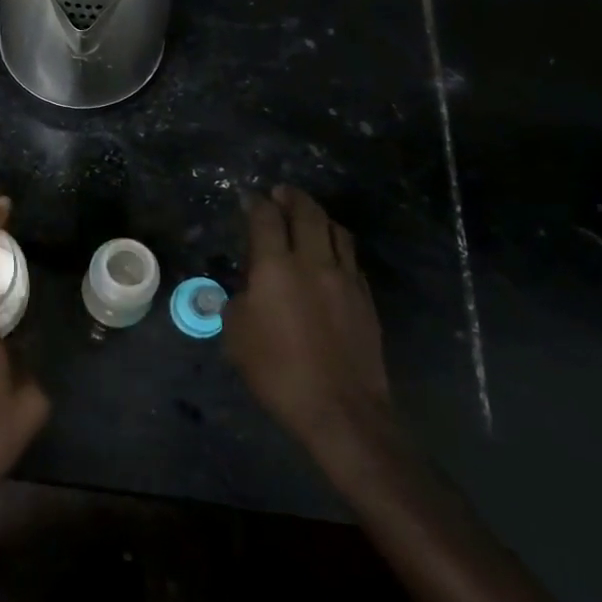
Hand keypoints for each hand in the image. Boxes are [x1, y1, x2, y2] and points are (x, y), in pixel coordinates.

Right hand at [226, 186, 392, 469]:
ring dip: (319, 216)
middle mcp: (312, 262)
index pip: (265, 219)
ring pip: (336, 231)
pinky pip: (351, 258)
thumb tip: (248, 286)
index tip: (250, 198)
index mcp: (275, 267)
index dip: (256, 203)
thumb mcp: (236, 334)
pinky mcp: (365, 298)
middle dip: (292, 197)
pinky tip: (330, 254)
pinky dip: (337, 245)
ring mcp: (345, 278)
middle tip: (281, 192)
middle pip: (307, 213)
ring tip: (308, 216)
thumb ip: (239, 299)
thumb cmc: (277, 371)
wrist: (340, 409)